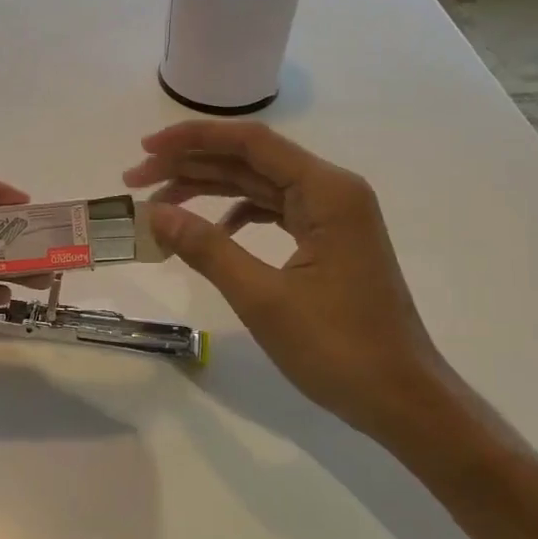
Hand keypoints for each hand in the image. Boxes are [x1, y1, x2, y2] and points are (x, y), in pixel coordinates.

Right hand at [124, 121, 454, 443]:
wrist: (401, 399)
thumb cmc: (338, 348)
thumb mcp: (263, 299)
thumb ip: (207, 249)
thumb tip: (156, 214)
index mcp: (328, 192)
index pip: (251, 143)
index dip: (193, 140)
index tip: (145, 150)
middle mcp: (334, 192)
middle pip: (252, 161)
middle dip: (192, 166)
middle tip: (136, 182)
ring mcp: (335, 218)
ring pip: (261, 186)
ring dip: (210, 191)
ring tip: (160, 206)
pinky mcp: (330, 243)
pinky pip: (276, 213)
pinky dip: (238, 216)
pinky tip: (211, 233)